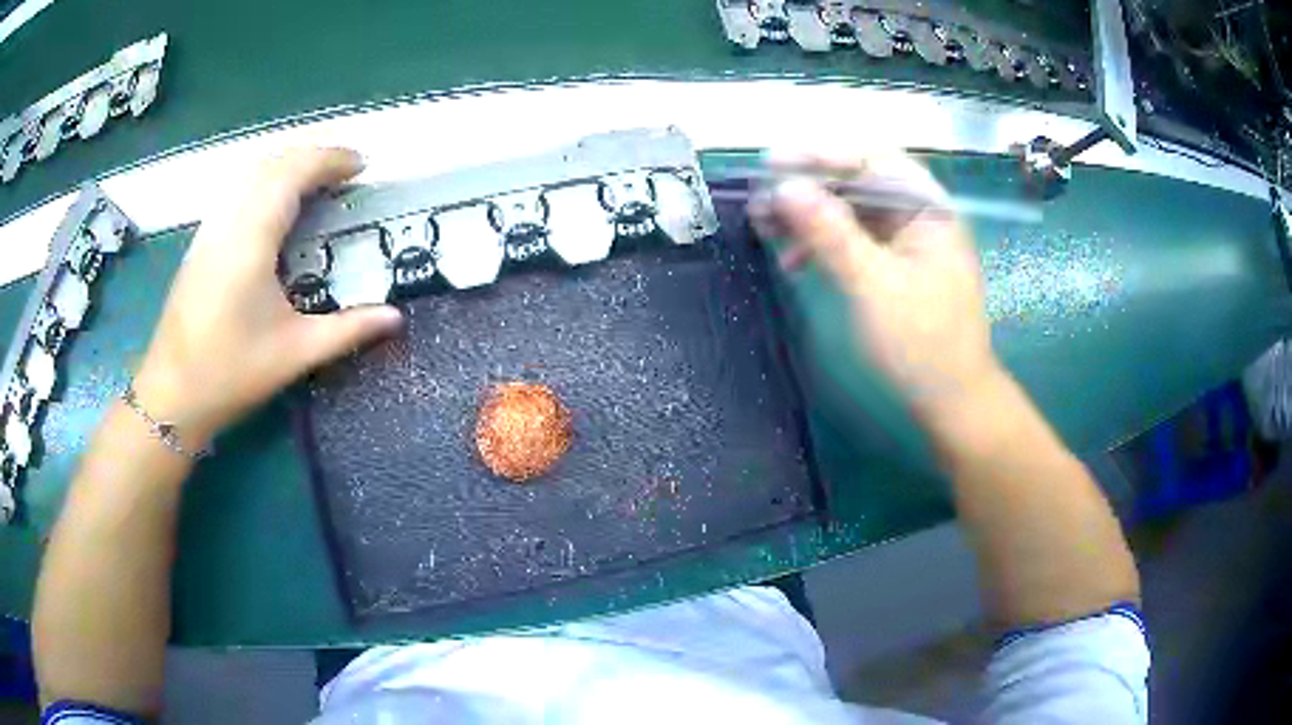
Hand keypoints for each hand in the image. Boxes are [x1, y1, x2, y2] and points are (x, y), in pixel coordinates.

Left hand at [132, 147, 401, 446]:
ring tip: (315, 181)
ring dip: (286, 165)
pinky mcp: (200, 242)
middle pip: (273, 162)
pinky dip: (264, 181)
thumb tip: (396, 317)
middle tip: (345, 172)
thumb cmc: (231, 372)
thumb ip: (348, 329)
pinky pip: (236, 190)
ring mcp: (210, 228)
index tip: (362, 166)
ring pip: (250, 172)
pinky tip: (275, 206)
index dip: (331, 160)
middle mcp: (229, 220)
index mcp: (252, 238)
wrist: (171, 394)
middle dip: (312, 156)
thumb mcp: (295, 353)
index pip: (294, 173)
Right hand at [751, 148, 1001, 426]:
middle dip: (808, 190)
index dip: (820, 155)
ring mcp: (909, 241)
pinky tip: (795, 260)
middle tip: (761, 200)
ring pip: (853, 212)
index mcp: (927, 208)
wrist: (953, 401)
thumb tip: (785, 187)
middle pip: (859, 184)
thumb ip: (830, 232)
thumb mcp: (872, 285)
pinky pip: (856, 240)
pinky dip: (825, 245)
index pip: (872, 160)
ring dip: (810, 218)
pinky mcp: (897, 266)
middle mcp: (920, 215)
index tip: (772, 163)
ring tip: (767, 229)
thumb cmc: (921, 342)